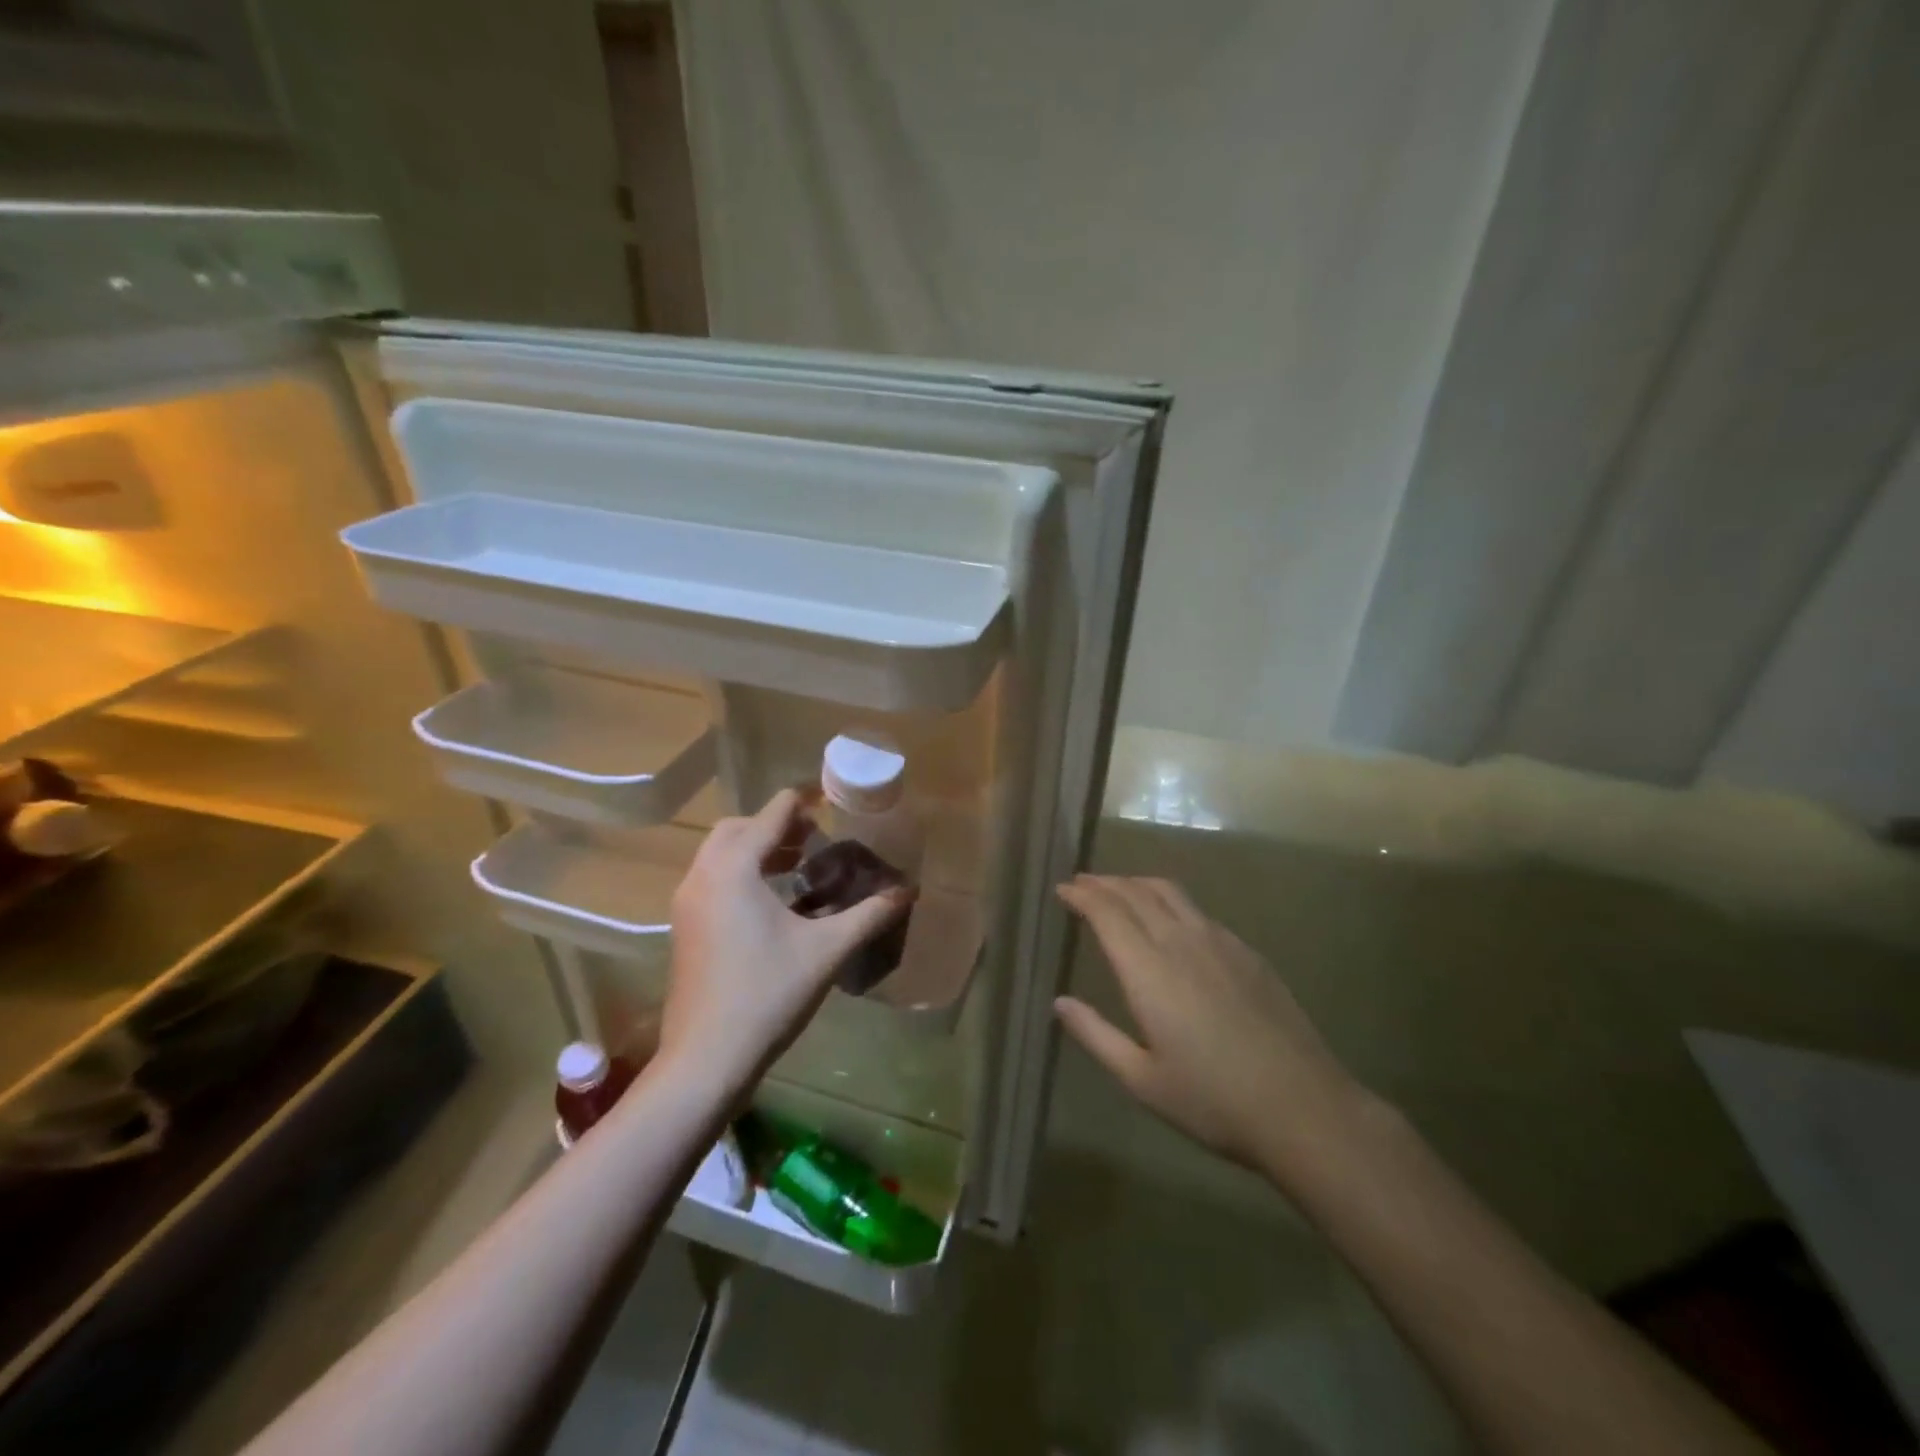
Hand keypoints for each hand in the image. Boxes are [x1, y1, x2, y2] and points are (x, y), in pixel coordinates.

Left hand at [662, 790, 908, 1090]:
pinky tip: (772, 904)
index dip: (804, 801)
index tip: (832, 800)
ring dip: (757, 849)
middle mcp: (703, 875)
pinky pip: (712, 880)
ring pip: (720, 854)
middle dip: (776, 825)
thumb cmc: (768, 994)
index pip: (771, 813)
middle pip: (738, 828)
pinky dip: (740, 874)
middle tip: (815, 839)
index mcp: (734, 868)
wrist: (705, 1059)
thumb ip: (869, 915)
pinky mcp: (684, 928)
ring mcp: (687, 903)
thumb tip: (908, 891)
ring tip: (799, 866)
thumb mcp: (827, 950)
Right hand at [1055, 875, 1373, 1185]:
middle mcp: (1181, 942)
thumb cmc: (1213, 1101)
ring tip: (1119, 889)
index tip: (1062, 889)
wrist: (1302, 1107)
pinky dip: (1170, 902)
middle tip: (1082, 882)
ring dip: (1137, 883)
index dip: (1082, 895)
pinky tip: (1170, 920)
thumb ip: (1096, 1035)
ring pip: (1170, 893)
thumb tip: (1059, 1003)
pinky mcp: (1246, 952)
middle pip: (1136, 893)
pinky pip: (1198, 911)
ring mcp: (1219, 942)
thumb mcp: (1142, 1080)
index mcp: (1149, 971)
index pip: (1107, 913)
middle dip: (1104, 882)